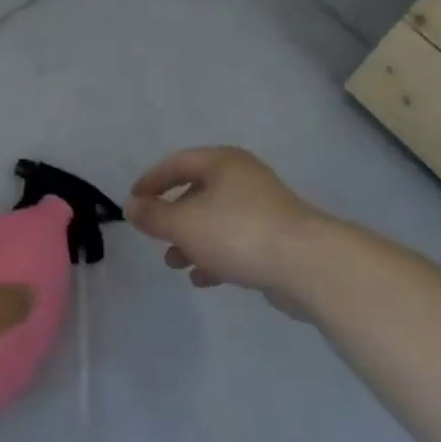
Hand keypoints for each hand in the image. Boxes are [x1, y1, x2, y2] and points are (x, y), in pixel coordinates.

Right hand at [125, 146, 323, 308]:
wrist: (308, 265)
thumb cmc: (237, 232)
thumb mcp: (183, 223)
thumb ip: (153, 215)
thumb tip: (131, 206)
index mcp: (222, 162)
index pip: (177, 162)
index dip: (151, 181)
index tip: (133, 202)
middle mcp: (244, 178)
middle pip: (198, 191)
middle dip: (173, 217)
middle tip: (156, 236)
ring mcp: (264, 208)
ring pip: (217, 219)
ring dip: (192, 240)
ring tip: (175, 264)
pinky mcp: (278, 238)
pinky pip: (237, 241)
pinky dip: (216, 256)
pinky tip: (203, 279)